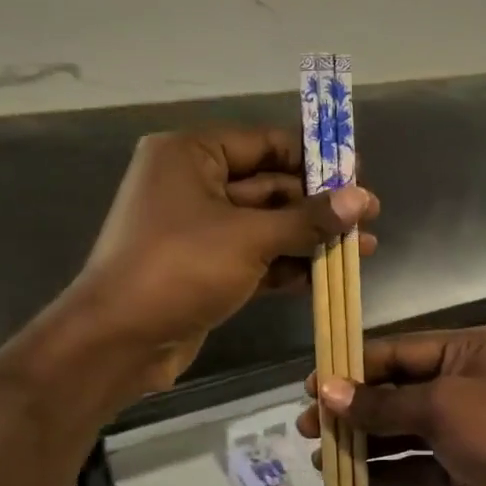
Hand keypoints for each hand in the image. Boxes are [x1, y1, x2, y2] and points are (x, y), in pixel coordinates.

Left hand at [70, 126, 378, 392]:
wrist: (116, 342)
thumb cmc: (178, 269)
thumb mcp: (249, 238)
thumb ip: (308, 219)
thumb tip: (362, 198)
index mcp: (191, 155)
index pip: (264, 143)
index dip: (314, 157)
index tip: (358, 173)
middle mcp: (193, 184)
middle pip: (269, 185)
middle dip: (318, 204)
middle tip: (368, 216)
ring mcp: (198, 229)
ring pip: (266, 225)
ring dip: (310, 237)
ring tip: (363, 247)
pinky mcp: (205, 268)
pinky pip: (255, 256)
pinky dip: (288, 263)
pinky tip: (330, 274)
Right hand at [296, 327, 485, 485]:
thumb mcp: (441, 407)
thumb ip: (382, 403)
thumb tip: (325, 391)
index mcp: (470, 350)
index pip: (400, 351)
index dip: (354, 367)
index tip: (311, 384)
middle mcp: (469, 382)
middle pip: (399, 390)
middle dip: (354, 408)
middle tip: (306, 425)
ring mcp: (470, 427)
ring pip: (405, 429)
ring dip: (365, 441)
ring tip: (319, 454)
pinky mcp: (468, 467)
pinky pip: (418, 463)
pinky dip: (387, 469)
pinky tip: (350, 477)